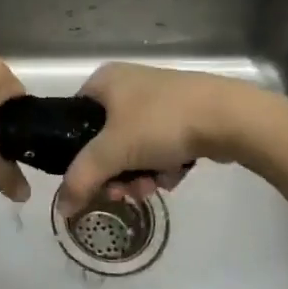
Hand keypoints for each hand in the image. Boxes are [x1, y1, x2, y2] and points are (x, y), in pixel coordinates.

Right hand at [59, 63, 249, 213]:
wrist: (226, 116)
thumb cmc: (160, 122)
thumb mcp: (112, 151)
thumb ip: (81, 178)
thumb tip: (60, 208)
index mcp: (105, 80)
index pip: (75, 118)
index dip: (78, 153)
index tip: (92, 179)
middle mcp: (128, 85)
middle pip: (106, 140)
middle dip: (116, 172)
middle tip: (124, 191)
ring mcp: (158, 100)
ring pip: (135, 148)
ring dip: (140, 174)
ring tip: (154, 185)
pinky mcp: (184, 115)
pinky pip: (160, 146)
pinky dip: (163, 165)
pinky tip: (175, 174)